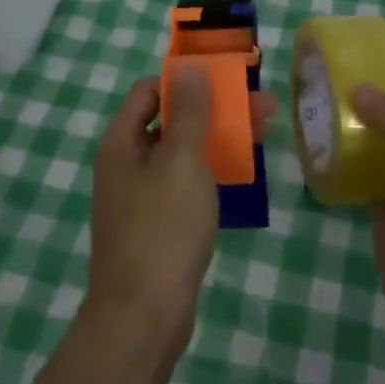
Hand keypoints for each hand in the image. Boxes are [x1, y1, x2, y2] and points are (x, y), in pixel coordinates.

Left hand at [87, 68, 275, 349]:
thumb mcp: (181, 160)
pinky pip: (184, 184)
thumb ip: (188, 112)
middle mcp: (126, 164)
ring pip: (181, 154)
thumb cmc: (163, 227)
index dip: (185, 80)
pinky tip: (240, 172)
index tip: (225, 80)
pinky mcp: (157, 226)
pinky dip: (210, 172)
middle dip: (215, 110)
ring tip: (263, 135)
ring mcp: (140, 197)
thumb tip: (188, 68)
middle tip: (263, 108)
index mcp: (121, 142)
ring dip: (218, 139)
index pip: (149, 91)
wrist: (144, 315)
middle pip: (170, 121)